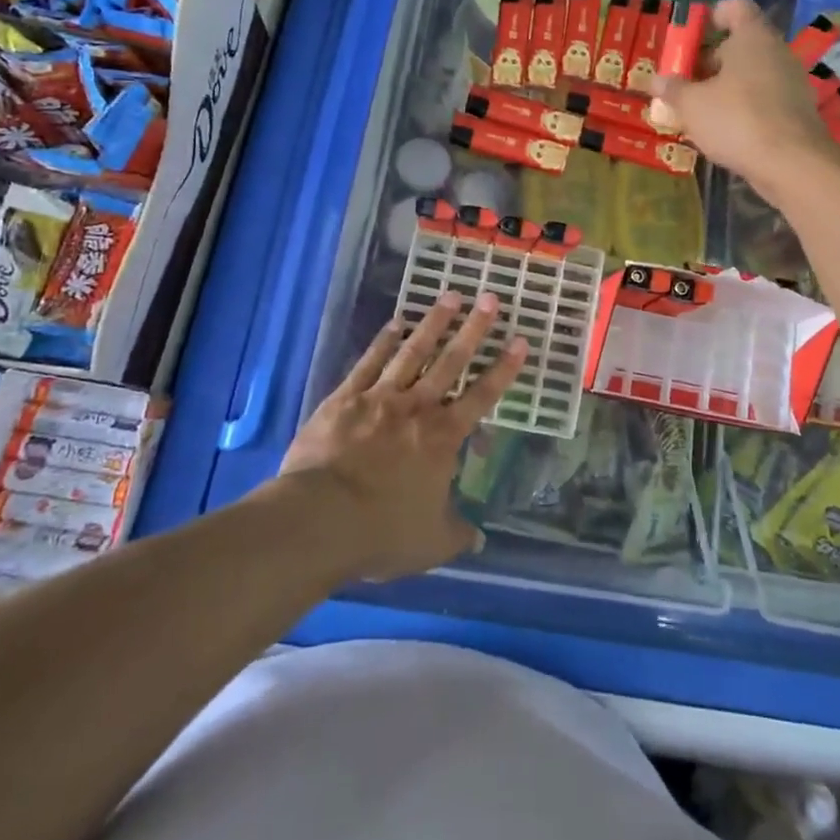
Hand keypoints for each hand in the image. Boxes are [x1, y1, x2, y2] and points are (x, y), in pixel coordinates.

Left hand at [279, 292, 527, 581]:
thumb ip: (457, 534)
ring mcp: (380, 398)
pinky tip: (396, 322)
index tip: (519, 340)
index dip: (503, 368)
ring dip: (433, 323)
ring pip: (413, 352)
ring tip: (450, 296)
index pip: (482, 396)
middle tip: (490, 299)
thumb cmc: (382, 531)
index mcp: (443, 438)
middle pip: (451, 361)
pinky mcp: (345, 398)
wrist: (320, 518)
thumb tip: (479, 538)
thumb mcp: (430, 543)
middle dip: (474, 329)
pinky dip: (384, 341)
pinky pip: (370, 362)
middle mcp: (417, 408)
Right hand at [650, 0, 833, 198]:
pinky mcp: (796, 111)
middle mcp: (776, 52)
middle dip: (710, 60)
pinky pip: (763, 99)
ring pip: (752, 74)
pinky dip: (743, 108)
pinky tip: (723, 130)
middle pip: (741, 44)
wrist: (791, 164)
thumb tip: (657, 80)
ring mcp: (791, 82)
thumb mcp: (692, 105)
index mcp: (752, 38)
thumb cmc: (736, 120)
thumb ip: (673, 89)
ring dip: (725, 87)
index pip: (736, 8)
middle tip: (684, 81)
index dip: (713, 16)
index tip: (692, 36)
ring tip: (698, 110)